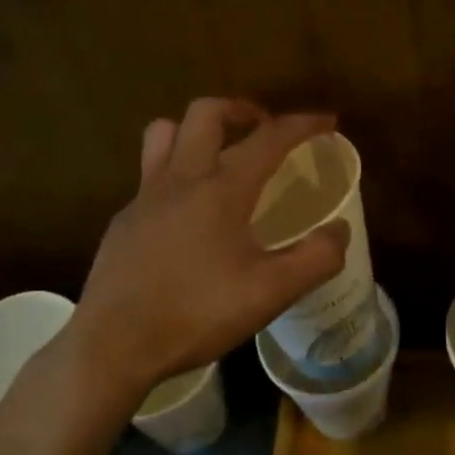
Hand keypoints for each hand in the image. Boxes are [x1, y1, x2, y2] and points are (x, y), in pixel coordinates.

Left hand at [65, 99, 348, 410]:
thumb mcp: (271, 293)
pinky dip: (175, 172)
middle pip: (206, 113)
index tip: (327, 121)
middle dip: (242, 109)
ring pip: (165, 133)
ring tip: (219, 154)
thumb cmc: (196, 314)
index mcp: (221, 189)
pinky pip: (149, 175)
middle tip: (264, 129)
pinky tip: (186, 211)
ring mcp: (144, 198)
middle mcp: (180, 179)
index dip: (302, 124)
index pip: (268, 138)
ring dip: (196, 130)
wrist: (114, 345)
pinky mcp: (123, 221)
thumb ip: (315, 258)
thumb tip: (340, 230)